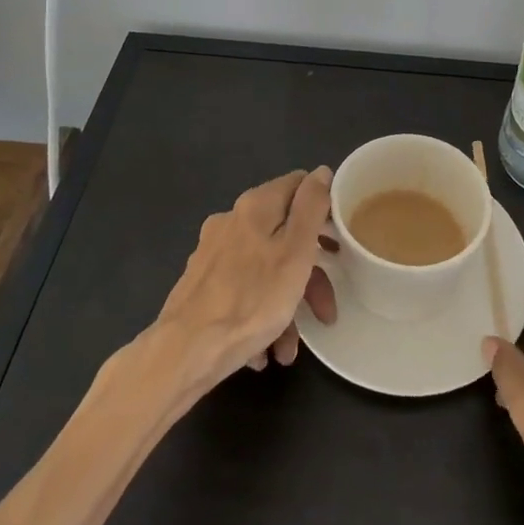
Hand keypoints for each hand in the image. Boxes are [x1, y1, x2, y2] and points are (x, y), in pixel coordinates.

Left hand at [153, 168, 337, 387]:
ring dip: (284, 307)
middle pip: (283, 235)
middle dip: (309, 275)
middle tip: (325, 310)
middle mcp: (231, 221)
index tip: (339, 242)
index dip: (324, 209)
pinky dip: (258, 317)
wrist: (184, 353)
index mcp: (255, 206)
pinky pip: (242, 293)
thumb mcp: (296, 252)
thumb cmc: (251, 300)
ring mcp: (213, 254)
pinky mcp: (201, 285)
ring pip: (264, 270)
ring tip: (288, 348)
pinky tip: (262, 351)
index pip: (299, 186)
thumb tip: (321, 172)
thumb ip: (311, 208)